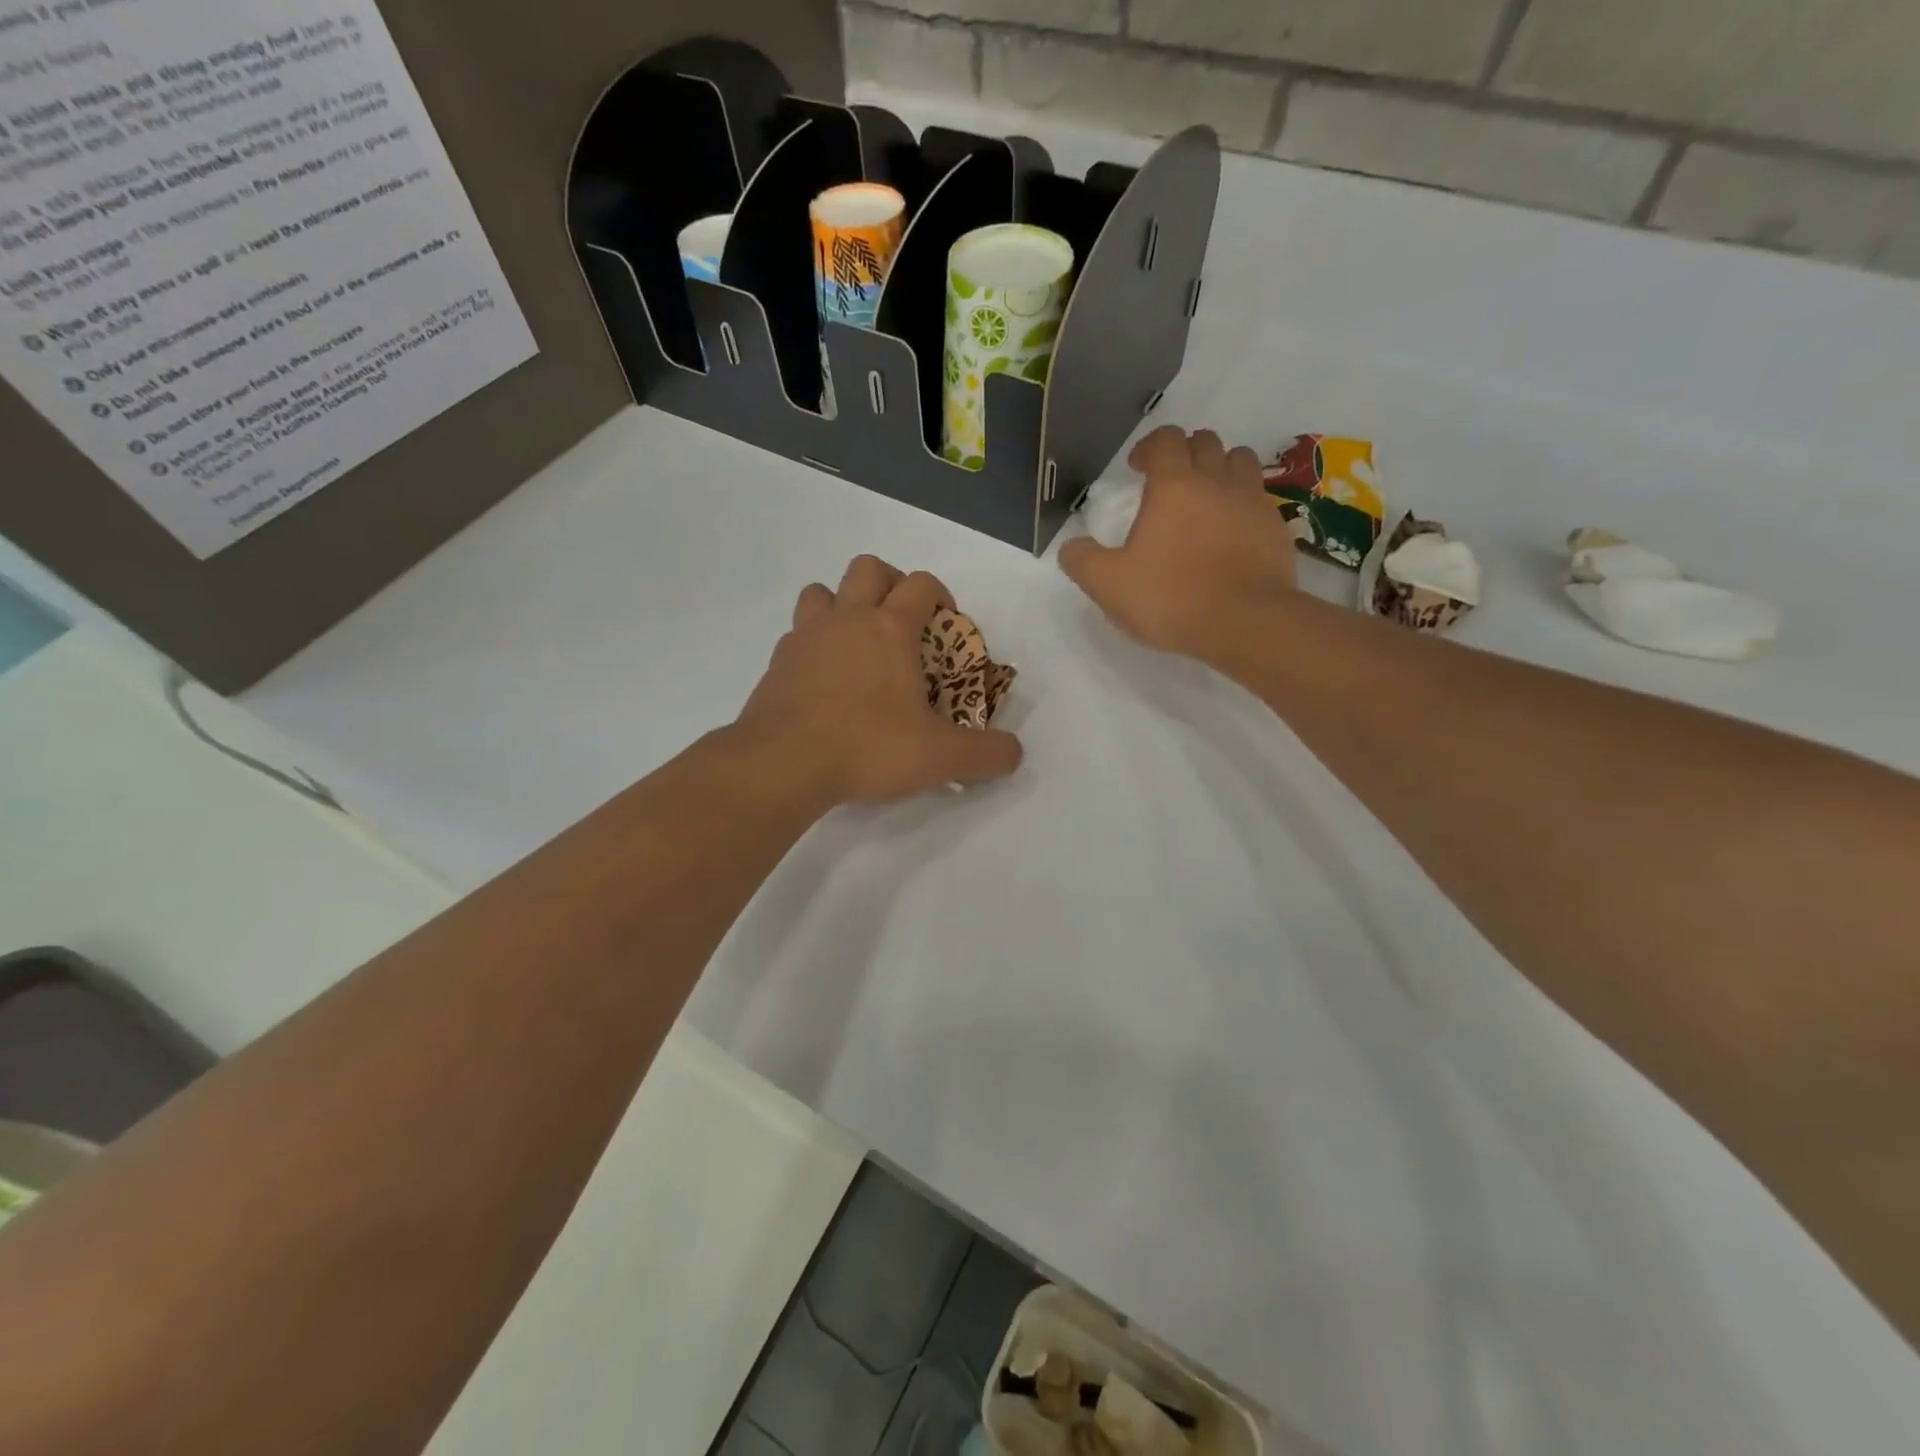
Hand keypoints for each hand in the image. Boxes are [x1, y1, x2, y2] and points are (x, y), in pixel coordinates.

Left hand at [736, 555, 1022, 804]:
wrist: (783, 764)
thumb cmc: (869, 747)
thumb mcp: (941, 757)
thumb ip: (987, 753)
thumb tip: (1014, 753)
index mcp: (890, 629)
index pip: (921, 584)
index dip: (940, 595)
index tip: (948, 623)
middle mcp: (846, 620)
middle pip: (868, 568)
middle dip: (890, 582)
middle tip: (902, 620)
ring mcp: (805, 638)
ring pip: (821, 592)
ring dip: (841, 604)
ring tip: (856, 642)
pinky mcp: (776, 664)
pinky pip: (796, 635)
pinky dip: (812, 644)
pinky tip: (823, 679)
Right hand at [1059, 426, 1296, 662]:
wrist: (1244, 622)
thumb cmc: (1171, 597)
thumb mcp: (1109, 585)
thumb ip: (1082, 561)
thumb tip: (1071, 548)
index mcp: (1174, 485)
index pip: (1165, 440)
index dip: (1148, 447)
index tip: (1136, 468)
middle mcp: (1216, 481)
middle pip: (1206, 442)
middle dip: (1185, 452)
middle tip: (1169, 480)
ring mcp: (1252, 502)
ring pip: (1240, 460)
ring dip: (1220, 468)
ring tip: (1206, 496)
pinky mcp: (1277, 528)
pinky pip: (1260, 498)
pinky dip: (1243, 502)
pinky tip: (1231, 530)